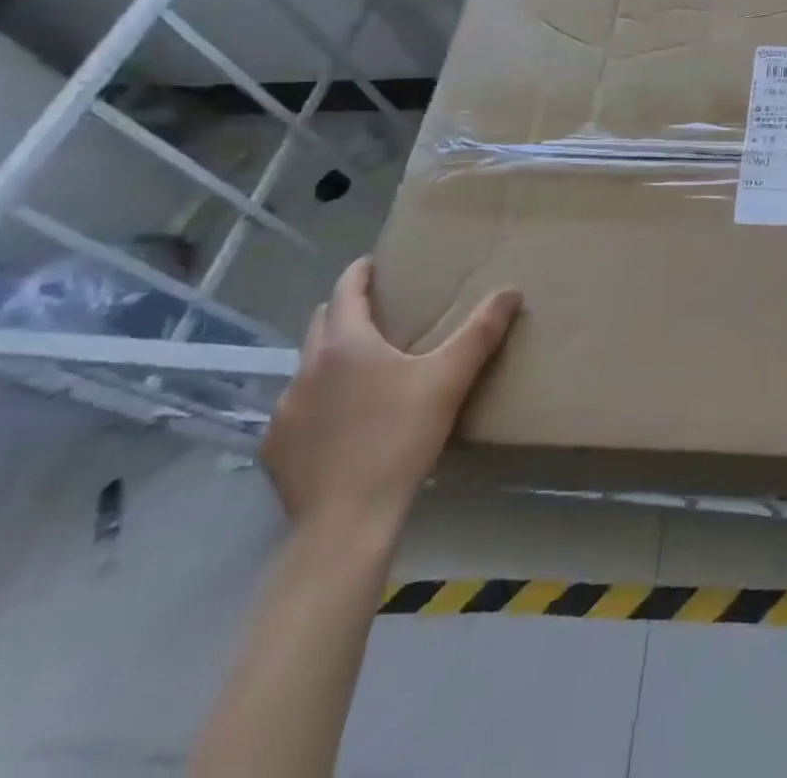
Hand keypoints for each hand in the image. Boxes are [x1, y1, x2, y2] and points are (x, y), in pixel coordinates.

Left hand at [261, 257, 521, 535]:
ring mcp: (284, 410)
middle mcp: (306, 368)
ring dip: (332, 359)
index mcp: (346, 343)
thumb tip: (511, 291)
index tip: (374, 264)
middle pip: (322, 322)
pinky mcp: (274, 448)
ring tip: (363, 371)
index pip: (347, 290)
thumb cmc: (401, 437)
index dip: (360, 273)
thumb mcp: (449, 379)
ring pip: (308, 367)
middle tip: (379, 313)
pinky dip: (318, 403)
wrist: (347, 521)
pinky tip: (341, 424)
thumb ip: (481, 331)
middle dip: (347, 311)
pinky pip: (297, 409)